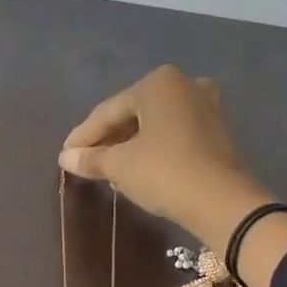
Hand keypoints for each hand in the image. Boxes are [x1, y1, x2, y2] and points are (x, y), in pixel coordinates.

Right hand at [59, 64, 268, 249]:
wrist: (221, 202)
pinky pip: (172, 134)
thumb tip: (66, 157)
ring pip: (153, 124)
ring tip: (106, 167)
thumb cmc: (164, 173)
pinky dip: (151, 147)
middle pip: (132, 114)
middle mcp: (184, 85)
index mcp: (158, 84)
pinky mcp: (216, 130)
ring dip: (128, 144)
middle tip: (84, 160)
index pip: (108, 111)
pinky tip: (135, 167)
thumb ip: (91, 158)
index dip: (84, 135)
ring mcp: (205, 106)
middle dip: (107, 138)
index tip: (65, 154)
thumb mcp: (120, 166)